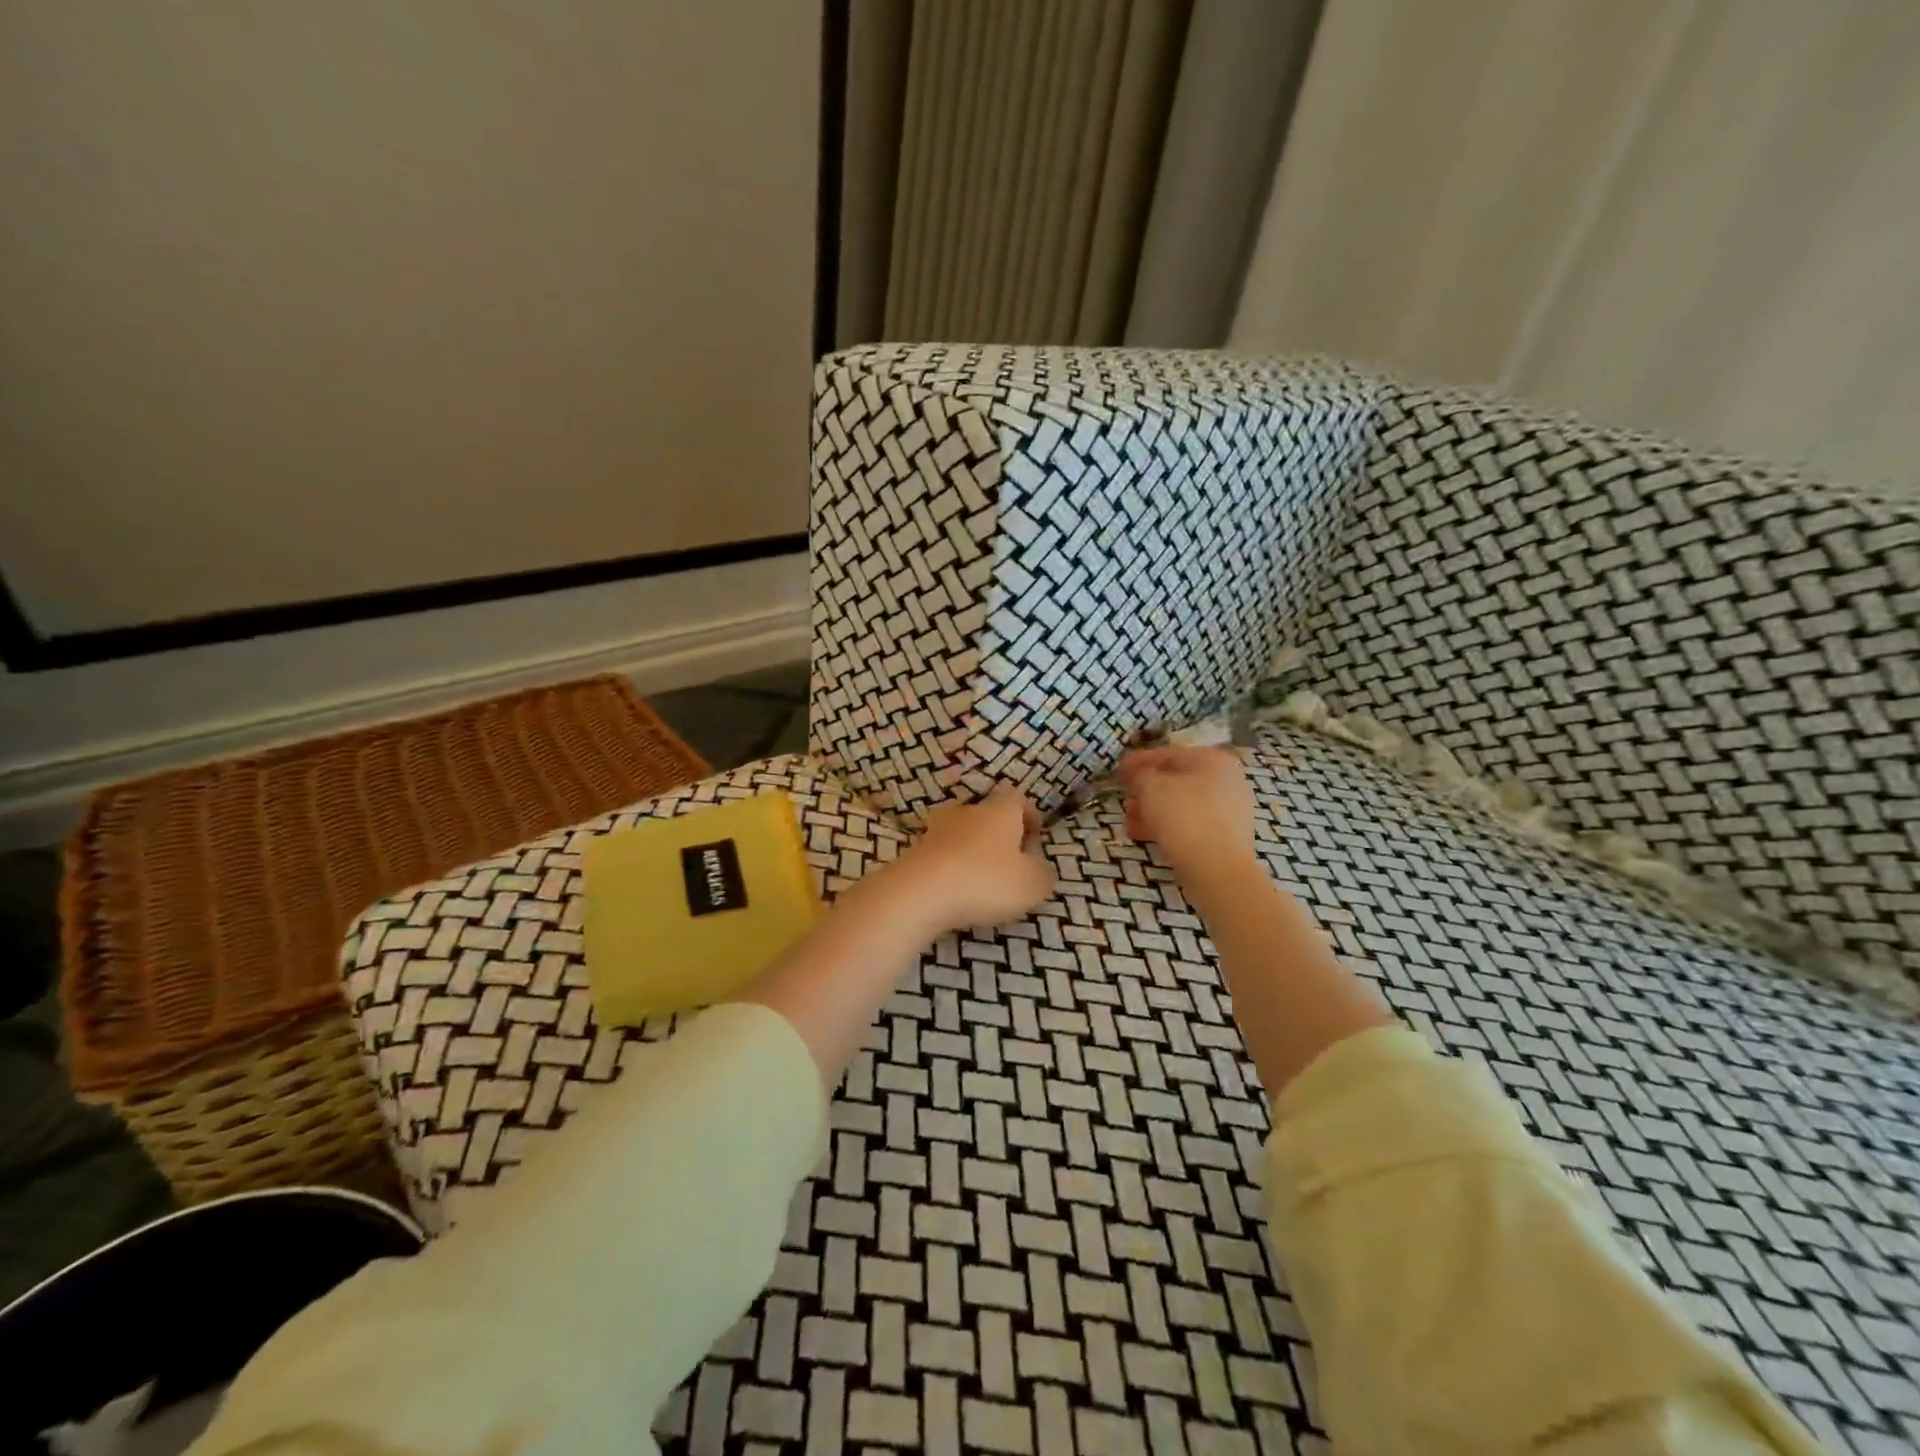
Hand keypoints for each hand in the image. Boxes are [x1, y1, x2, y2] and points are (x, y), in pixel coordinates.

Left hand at [889, 787, 1054, 931]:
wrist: (919, 892)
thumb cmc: (985, 881)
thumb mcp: (1032, 884)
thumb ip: (1043, 874)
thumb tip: (1039, 868)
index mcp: (1000, 810)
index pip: (1018, 798)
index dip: (1029, 815)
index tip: (1035, 836)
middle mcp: (967, 811)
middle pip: (988, 814)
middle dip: (1000, 835)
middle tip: (1011, 862)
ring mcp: (937, 829)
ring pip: (962, 833)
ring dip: (973, 851)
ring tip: (982, 879)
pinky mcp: (915, 851)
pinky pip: (942, 854)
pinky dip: (952, 867)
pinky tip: (956, 890)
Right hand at [1118, 745, 1258, 877]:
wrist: (1217, 868)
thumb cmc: (1183, 816)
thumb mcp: (1151, 787)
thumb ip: (1139, 775)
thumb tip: (1136, 774)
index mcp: (1212, 759)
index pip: (1168, 754)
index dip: (1139, 761)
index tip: (1117, 771)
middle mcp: (1227, 779)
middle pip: (1177, 779)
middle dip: (1146, 789)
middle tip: (1124, 798)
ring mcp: (1230, 809)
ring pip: (1182, 804)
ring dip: (1153, 810)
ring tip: (1130, 821)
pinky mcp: (1227, 836)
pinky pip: (1191, 823)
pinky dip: (1168, 826)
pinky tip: (1145, 835)